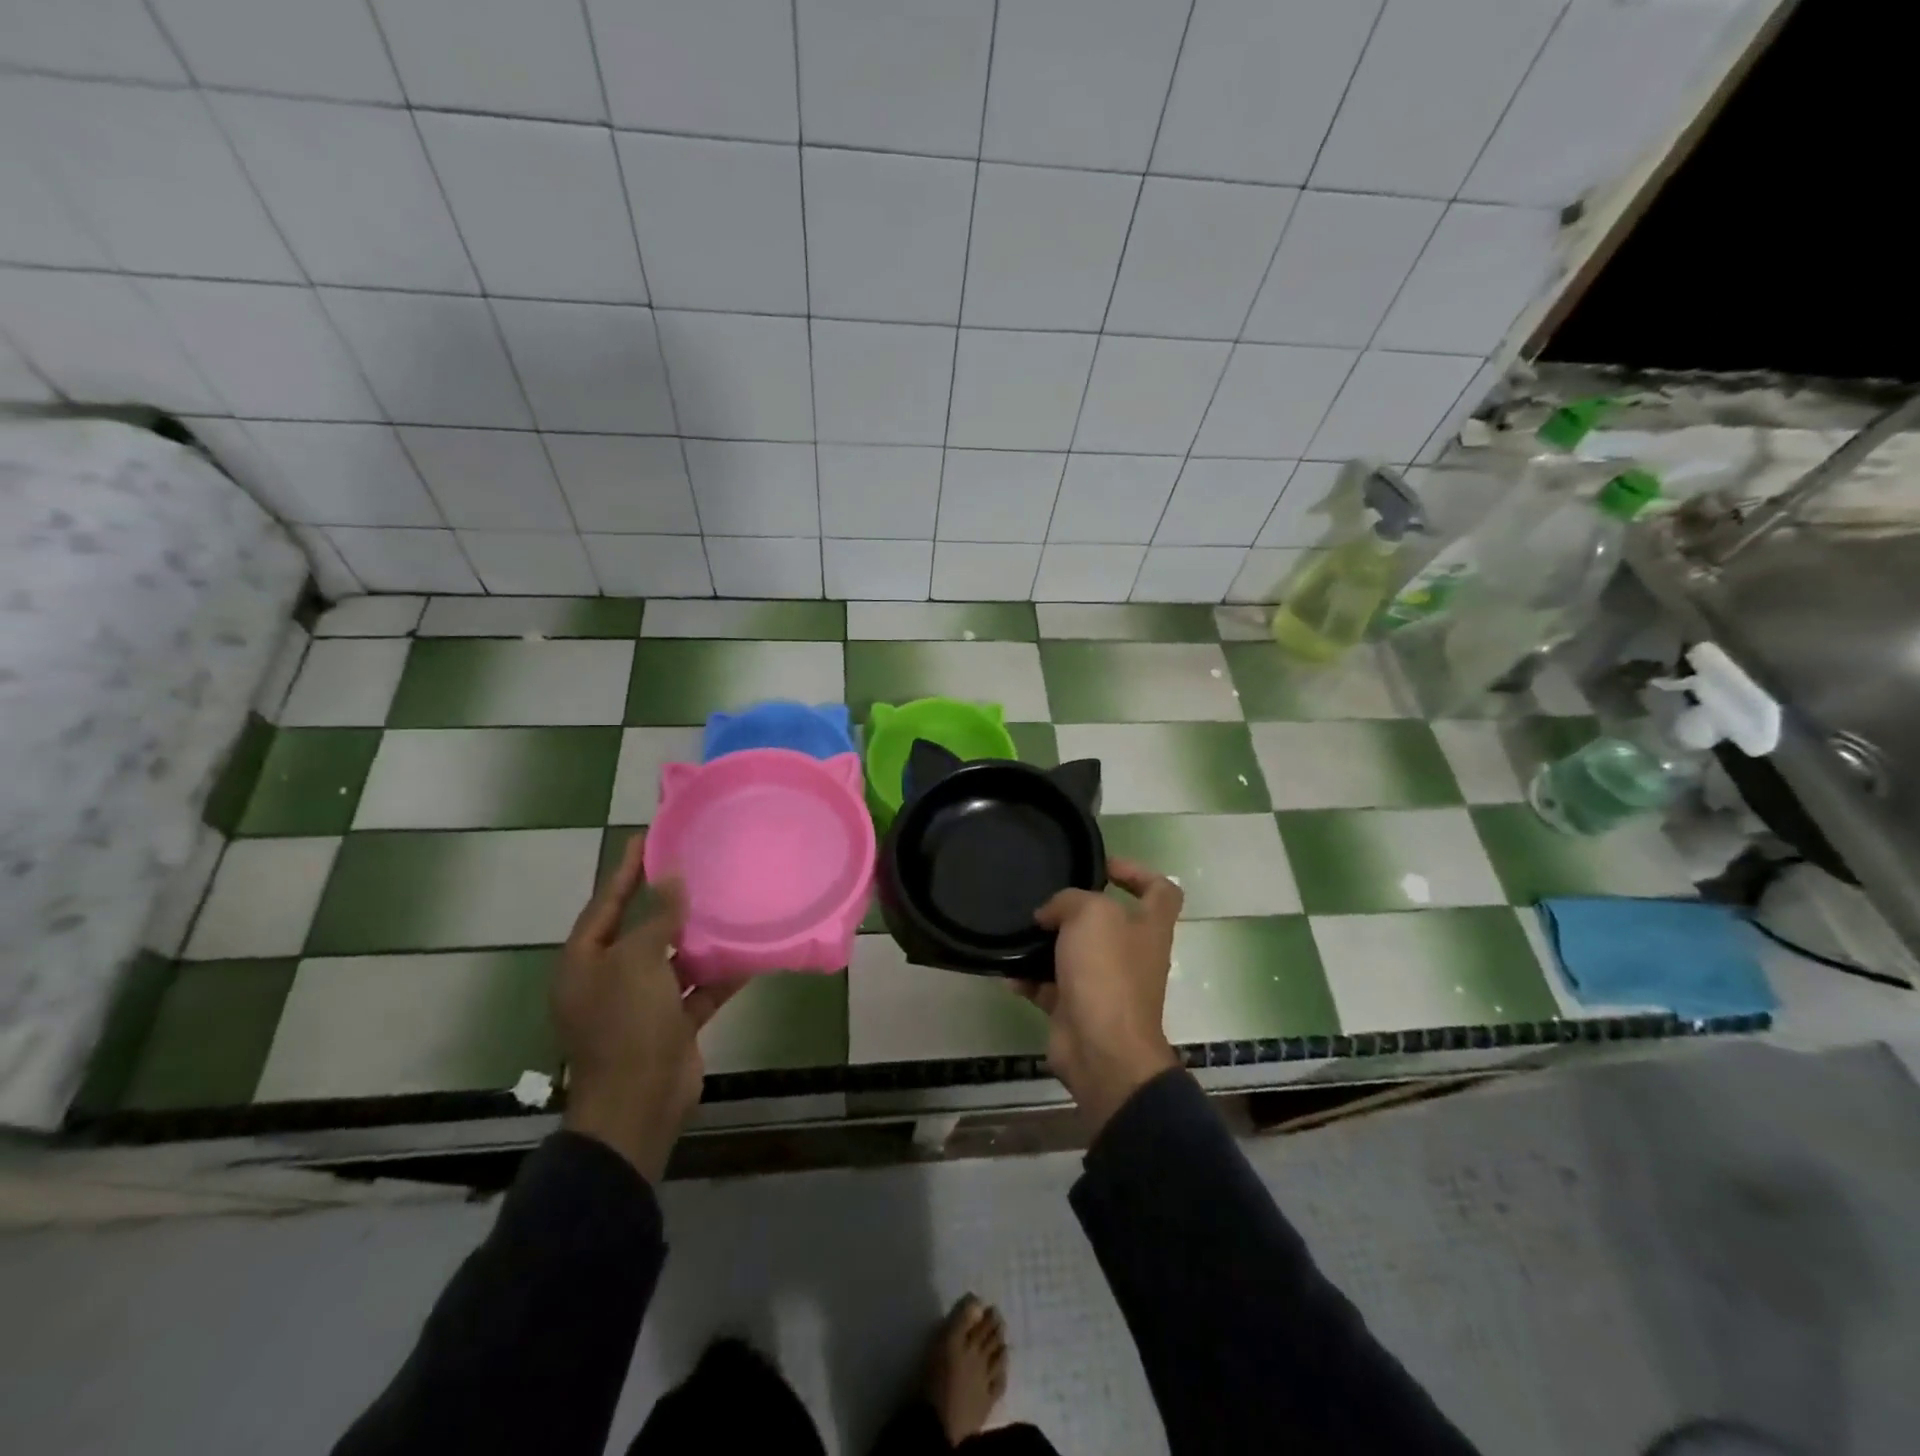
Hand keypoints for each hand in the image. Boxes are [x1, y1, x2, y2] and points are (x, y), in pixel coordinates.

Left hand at [554, 833, 740, 1181]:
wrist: (638, 1104)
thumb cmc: (626, 1026)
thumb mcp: (637, 962)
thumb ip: (656, 918)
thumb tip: (672, 879)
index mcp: (586, 961)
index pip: (607, 902)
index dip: (628, 869)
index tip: (649, 836)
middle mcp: (610, 977)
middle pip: (641, 928)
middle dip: (668, 900)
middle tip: (696, 862)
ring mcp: (642, 1002)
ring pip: (673, 957)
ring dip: (698, 936)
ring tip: (727, 900)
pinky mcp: (672, 1022)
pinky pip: (698, 987)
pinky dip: (720, 973)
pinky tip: (749, 952)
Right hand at [1020, 858, 1183, 1133]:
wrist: (1101, 1049)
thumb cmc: (1107, 972)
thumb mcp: (1090, 914)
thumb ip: (1069, 900)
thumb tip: (1049, 915)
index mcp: (1149, 928)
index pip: (1161, 890)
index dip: (1137, 872)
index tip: (1103, 866)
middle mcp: (1132, 954)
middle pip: (1109, 921)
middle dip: (1076, 909)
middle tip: (1046, 898)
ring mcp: (1105, 984)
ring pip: (1075, 953)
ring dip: (1047, 943)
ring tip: (1020, 930)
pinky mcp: (1077, 1009)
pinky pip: (1050, 986)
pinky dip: (1029, 978)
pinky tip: (1007, 970)